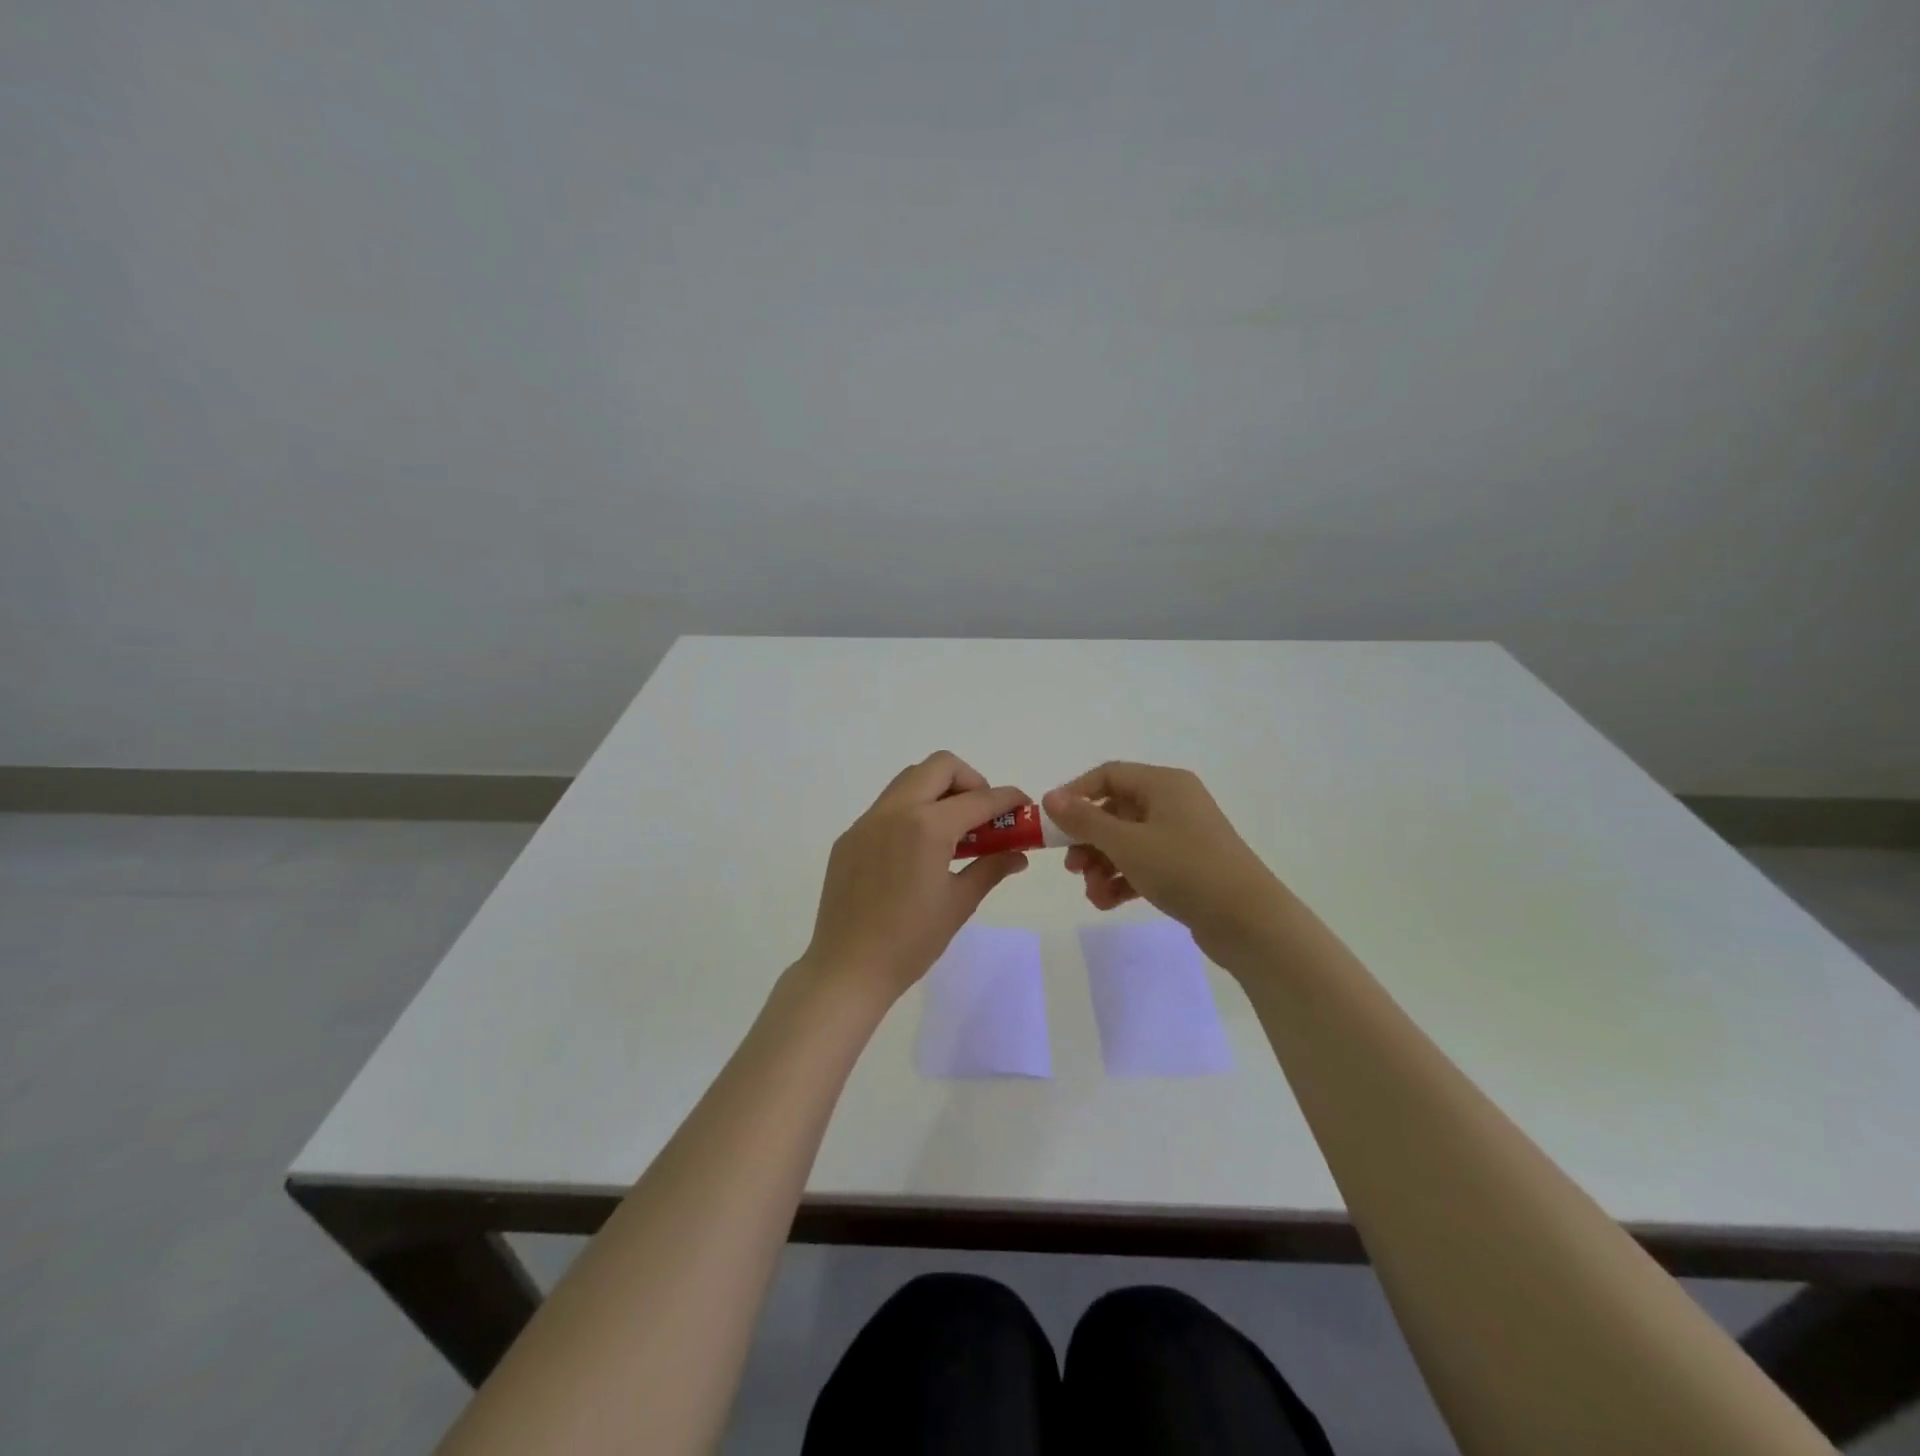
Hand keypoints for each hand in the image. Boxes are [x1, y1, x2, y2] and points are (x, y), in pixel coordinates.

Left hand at [803, 751, 1030, 999]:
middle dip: (970, 781)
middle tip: (982, 814)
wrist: (848, 968)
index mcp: (927, 826)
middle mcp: (895, 811)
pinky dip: (911, 811)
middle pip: (940, 766)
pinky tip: (917, 850)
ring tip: (952, 830)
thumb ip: (990, 868)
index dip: (1007, 799)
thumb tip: (1018, 854)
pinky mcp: (849, 837)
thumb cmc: (911, 940)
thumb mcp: (959, 903)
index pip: (979, 798)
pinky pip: (886, 807)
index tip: (1023, 806)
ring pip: (909, 780)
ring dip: (938, 791)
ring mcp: (867, 821)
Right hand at [1042, 762, 1286, 963]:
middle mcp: (1173, 803)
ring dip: (1102, 865)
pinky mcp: (1187, 866)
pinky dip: (1123, 879)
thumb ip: (1084, 820)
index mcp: (1163, 784)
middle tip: (1071, 867)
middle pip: (1114, 810)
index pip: (1108, 775)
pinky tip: (1108, 902)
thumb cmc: (1185, 869)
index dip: (1075, 794)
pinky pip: (1144, 863)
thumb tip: (1050, 797)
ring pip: (1127, 841)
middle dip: (1087, 840)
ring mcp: (1182, 836)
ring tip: (1093, 893)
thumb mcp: (1126, 843)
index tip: (1050, 823)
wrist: (1250, 922)